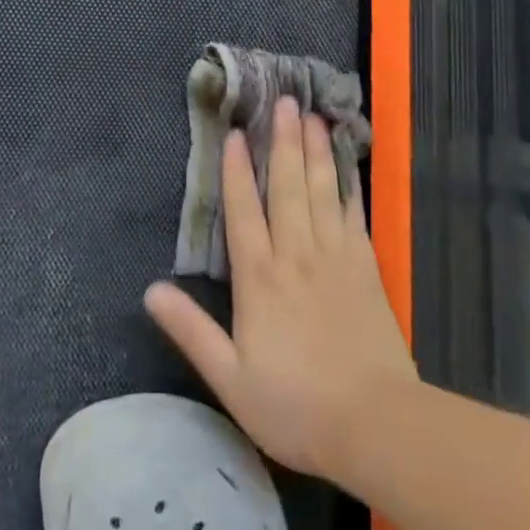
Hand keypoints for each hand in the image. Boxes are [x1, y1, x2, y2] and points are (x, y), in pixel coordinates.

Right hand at [145, 98, 419, 488]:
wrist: (378, 427)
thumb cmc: (296, 406)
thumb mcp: (230, 378)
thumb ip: (191, 331)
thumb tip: (151, 290)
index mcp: (260, 278)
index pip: (243, 212)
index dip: (235, 171)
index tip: (234, 134)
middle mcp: (296, 255)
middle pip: (286, 188)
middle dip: (282, 143)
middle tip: (283, 102)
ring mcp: (336, 259)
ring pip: (321, 192)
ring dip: (315, 152)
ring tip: (313, 117)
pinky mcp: (366, 270)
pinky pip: (353, 216)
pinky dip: (348, 185)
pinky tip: (346, 165)